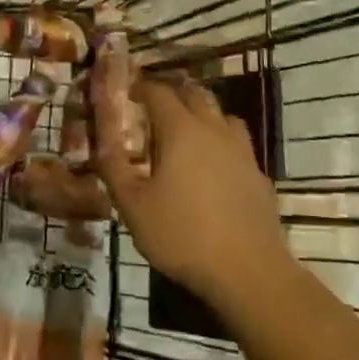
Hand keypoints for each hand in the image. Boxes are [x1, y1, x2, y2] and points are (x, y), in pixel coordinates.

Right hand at [92, 74, 291, 311]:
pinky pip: (238, 145)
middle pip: (194, 94)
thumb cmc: (183, 235)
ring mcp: (242, 151)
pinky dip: (222, 144)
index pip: (158, 91)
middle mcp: (214, 130)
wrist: (249, 272)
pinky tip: (214, 169)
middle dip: (172, 94)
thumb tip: (100, 140)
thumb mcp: (133, 206)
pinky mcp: (259, 175)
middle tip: (152, 109)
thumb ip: (114, 168)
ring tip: (186, 133)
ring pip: (222, 115)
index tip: (127, 93)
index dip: (141, 87)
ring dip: (202, 114)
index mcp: (181, 130)